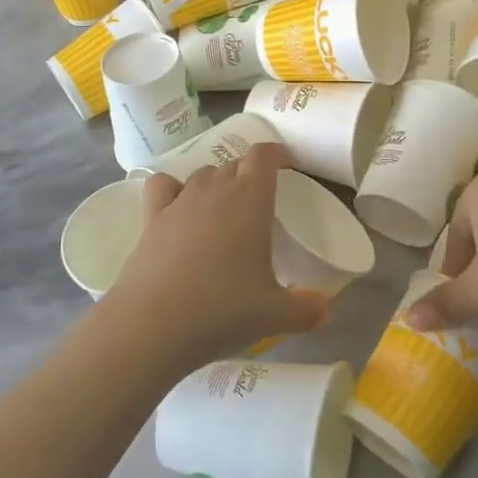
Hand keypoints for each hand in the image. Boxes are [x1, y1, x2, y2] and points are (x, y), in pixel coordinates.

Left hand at [107, 143, 328, 369]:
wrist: (154, 323)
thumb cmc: (224, 309)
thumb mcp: (276, 315)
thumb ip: (306, 310)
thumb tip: (327, 311)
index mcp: (251, 199)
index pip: (264, 155)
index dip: (277, 154)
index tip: (288, 166)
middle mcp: (214, 190)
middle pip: (234, 164)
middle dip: (249, 174)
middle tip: (260, 203)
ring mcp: (179, 202)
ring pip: (201, 174)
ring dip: (216, 183)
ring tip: (224, 210)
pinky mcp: (151, 218)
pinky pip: (163, 186)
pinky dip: (172, 189)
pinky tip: (178, 209)